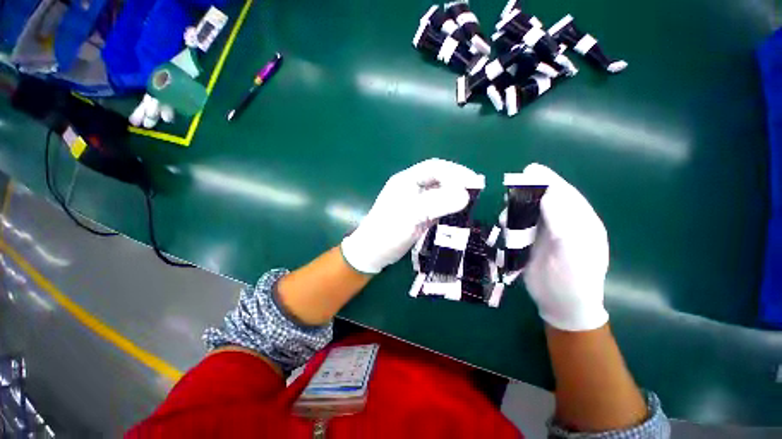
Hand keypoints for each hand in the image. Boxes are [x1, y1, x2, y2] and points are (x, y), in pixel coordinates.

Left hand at [341, 158, 480, 273]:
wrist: (373, 252)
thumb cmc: (388, 231)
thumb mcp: (411, 215)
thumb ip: (437, 203)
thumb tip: (466, 195)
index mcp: (406, 180)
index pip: (434, 168)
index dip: (455, 172)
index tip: (473, 182)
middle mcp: (411, 187)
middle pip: (438, 178)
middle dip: (457, 182)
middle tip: (476, 190)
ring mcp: (415, 201)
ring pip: (439, 192)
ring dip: (454, 195)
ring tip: (471, 201)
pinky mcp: (418, 214)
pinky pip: (437, 206)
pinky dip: (449, 207)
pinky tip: (458, 212)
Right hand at [522, 164, 609, 330]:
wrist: (561, 305)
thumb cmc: (573, 282)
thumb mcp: (573, 254)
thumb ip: (564, 224)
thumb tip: (548, 195)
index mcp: (582, 223)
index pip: (566, 195)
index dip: (549, 181)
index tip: (530, 170)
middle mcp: (565, 223)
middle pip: (546, 200)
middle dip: (528, 193)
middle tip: (511, 193)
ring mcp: (547, 232)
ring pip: (530, 211)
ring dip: (517, 209)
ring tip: (506, 216)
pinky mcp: (532, 241)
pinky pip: (520, 224)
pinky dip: (511, 221)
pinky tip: (506, 226)